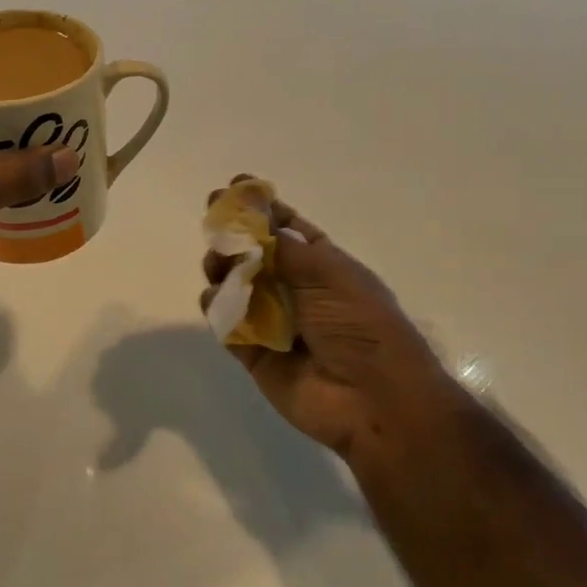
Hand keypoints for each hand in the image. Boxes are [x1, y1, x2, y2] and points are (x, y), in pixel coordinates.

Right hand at [201, 178, 458, 459]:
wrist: (373, 399)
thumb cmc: (360, 326)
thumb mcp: (327, 273)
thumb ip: (281, 245)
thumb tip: (250, 218)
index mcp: (322, 266)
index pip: (287, 229)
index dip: (262, 209)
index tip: (235, 187)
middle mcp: (295, 290)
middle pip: (254, 254)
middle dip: (233, 235)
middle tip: (214, 221)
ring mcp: (272, 321)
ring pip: (234, 285)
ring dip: (222, 267)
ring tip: (217, 263)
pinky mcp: (253, 351)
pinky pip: (227, 323)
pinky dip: (217, 307)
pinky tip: (217, 297)